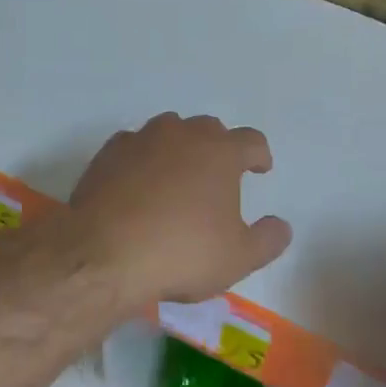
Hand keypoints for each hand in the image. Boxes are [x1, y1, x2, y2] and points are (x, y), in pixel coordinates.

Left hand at [61, 113, 290, 305]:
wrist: (104, 255)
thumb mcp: (238, 257)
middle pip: (209, 128)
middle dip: (218, 147)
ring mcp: (142, 140)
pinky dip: (142, 159)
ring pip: (169, 130)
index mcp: (221, 153)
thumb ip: (268, 239)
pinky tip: (138, 183)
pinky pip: (133, 146)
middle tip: (218, 174)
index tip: (260, 169)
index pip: (251, 140)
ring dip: (179, 146)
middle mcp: (183, 135)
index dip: (259, 154)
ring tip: (178, 175)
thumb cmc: (182, 253)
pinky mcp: (108, 154)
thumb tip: (281, 226)